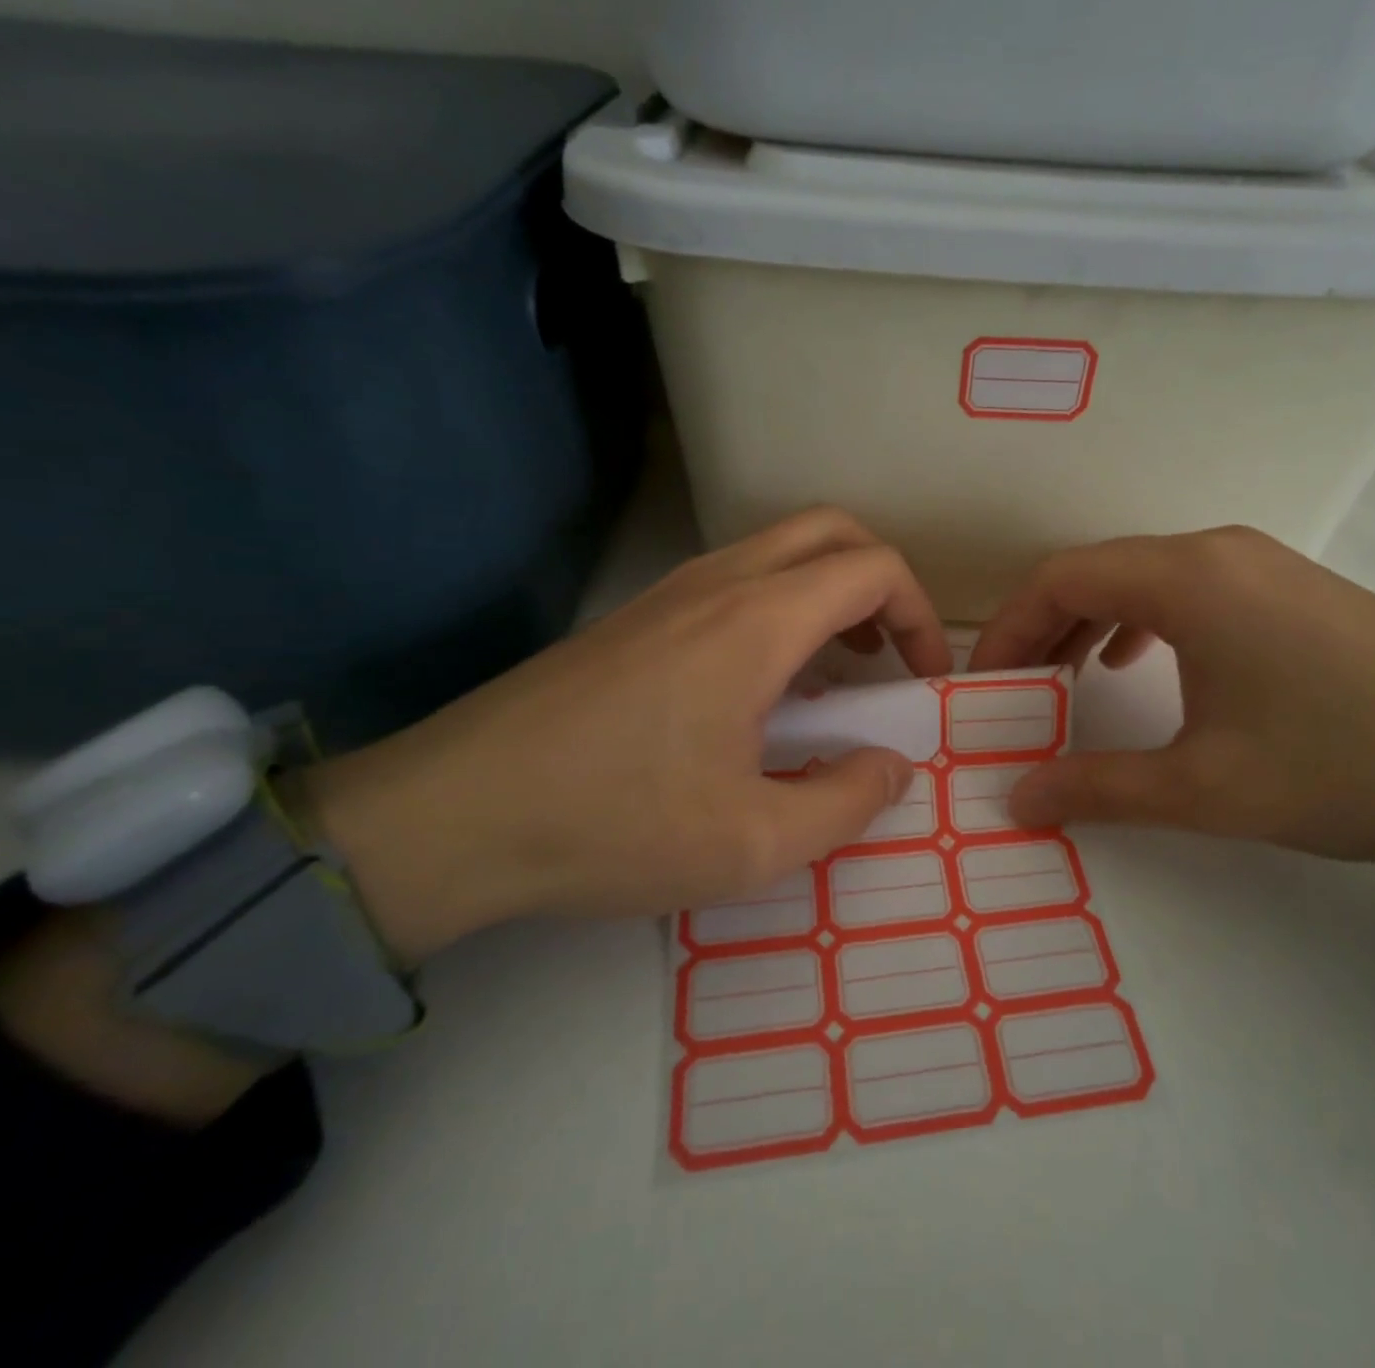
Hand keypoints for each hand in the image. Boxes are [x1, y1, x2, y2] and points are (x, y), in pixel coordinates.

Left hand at [300, 508, 950, 963]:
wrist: (451, 816)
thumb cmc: (612, 826)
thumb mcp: (752, 842)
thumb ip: (846, 803)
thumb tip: (893, 767)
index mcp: (757, 623)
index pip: (873, 569)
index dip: (920, 615)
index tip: (923, 679)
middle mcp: (717, 583)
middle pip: (830, 531)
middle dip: (880, 582)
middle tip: (886, 655)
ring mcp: (668, 592)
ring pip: (778, 550)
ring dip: (827, 593)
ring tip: (835, 673)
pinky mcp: (635, 617)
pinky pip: (735, 581)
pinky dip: (780, 608)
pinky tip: (762, 688)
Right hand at [969, 527, 1374, 908]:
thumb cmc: (1344, 768)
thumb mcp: (1203, 788)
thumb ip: (1096, 787)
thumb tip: (1015, 799)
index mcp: (1188, 579)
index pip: (1059, 578)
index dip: (1008, 629)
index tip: (985, 686)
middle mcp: (1218, 551)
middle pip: (1096, 571)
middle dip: (1042, 629)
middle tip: (1015, 691)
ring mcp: (1260, 564)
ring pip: (1142, 579)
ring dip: (1090, 624)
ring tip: (1064, 680)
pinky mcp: (1291, 589)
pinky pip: (1188, 591)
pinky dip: (1142, 622)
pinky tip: (1140, 665)